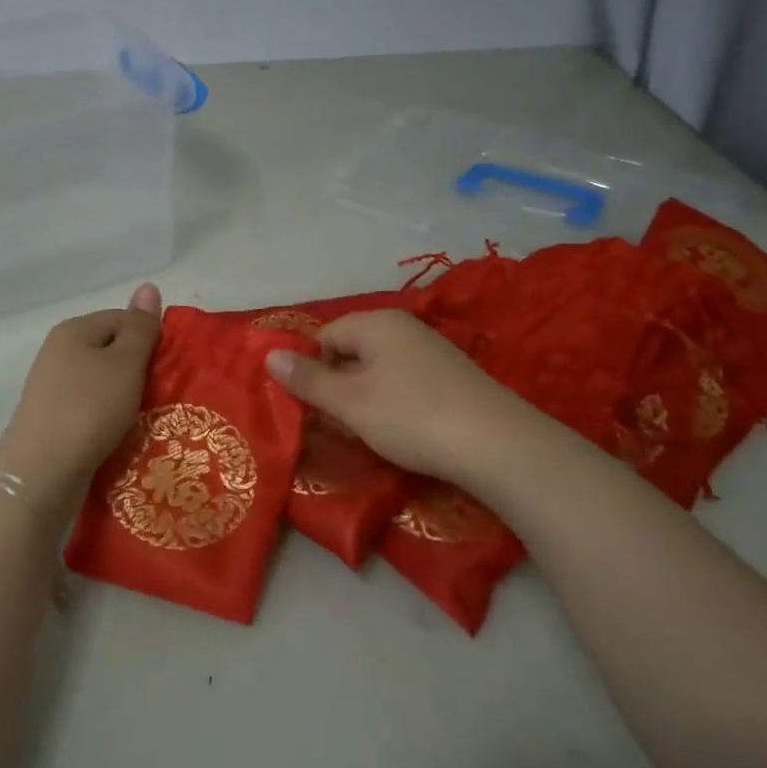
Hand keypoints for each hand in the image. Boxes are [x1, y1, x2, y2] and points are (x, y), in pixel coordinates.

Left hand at [0, 284, 162, 516]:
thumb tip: (148, 286)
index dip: (149, 339)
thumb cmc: (89, 409)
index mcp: (73, 329)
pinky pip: (90, 409)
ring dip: (126, 398)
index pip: (122, 319)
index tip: (168, 368)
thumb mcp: (125, 363)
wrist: (41, 473)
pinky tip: (121, 435)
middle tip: (163, 393)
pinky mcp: (53, 420)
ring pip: (102, 383)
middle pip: (111, 351)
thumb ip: (140, 327)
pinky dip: (108, 419)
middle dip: (139, 370)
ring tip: (147, 418)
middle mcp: (58, 352)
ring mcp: (52, 388)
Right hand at [264, 310, 549, 485]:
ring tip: (371, 434)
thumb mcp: (349, 402)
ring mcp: (431, 351)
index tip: (316, 409)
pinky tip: (403, 433)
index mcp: (376, 322)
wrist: (497, 445)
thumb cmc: (411, 416)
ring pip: (378, 371)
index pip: (325, 336)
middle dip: (339, 388)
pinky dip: (394, 406)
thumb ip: (308, 379)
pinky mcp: (451, 377)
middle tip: (342, 426)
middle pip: (351, 352)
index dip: (313, 371)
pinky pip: (405, 384)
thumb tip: (269, 355)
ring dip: (365, 401)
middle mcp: (403, 327)